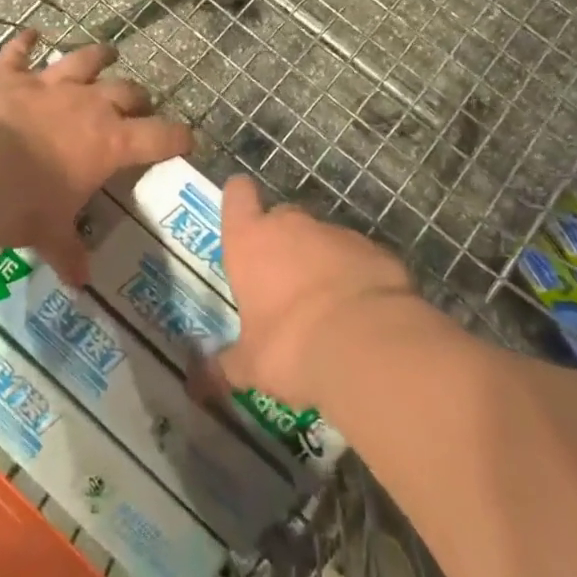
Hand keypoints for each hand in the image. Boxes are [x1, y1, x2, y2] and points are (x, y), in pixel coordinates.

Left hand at [0, 30, 191, 283]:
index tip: (188, 139)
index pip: (160, 137)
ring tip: (107, 52)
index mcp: (110, 143)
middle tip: (139, 103)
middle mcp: (88, 105)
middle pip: (127, 92)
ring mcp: (48, 84)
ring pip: (83, 59)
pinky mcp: (8, 75)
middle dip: (138, 97)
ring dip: (97, 55)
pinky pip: (19, 51)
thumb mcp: (50, 234)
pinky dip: (24, 43)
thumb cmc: (26, 207)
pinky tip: (30, 33)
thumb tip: (79, 282)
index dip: (179, 137)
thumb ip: (68, 252)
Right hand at [216, 175, 417, 407]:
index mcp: (250, 241)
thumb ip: (226, 365)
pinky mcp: (377, 251)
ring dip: (321, 262)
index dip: (239, 199)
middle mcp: (292, 226)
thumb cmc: (289, 346)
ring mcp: (338, 234)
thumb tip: (200, 380)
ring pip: (323, 239)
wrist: (368, 345)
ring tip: (326, 307)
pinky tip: (361, 313)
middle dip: (282, 243)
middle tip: (283, 283)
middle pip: (281, 217)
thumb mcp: (250, 365)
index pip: (237, 196)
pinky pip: (359, 259)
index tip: (242, 212)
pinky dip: (357, 277)